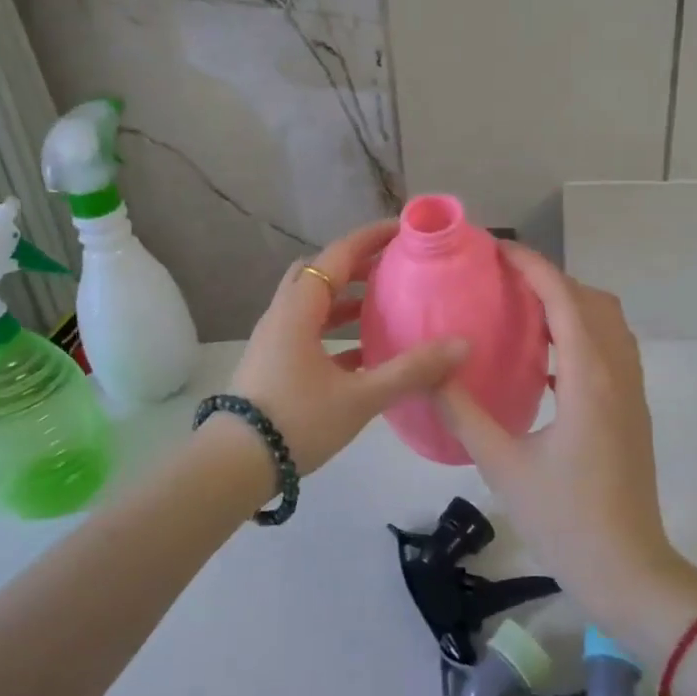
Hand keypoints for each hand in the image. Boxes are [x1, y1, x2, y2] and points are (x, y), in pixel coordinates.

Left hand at [228, 220, 469, 474]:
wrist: (233, 466)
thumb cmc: (296, 421)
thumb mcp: (359, 397)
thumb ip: (411, 371)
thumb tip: (462, 345)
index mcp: (298, 309)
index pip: (336, 256)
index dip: (370, 238)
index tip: (403, 229)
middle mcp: (283, 316)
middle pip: (319, 274)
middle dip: (356, 265)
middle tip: (393, 266)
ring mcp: (275, 341)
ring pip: (313, 305)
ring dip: (346, 299)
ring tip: (384, 305)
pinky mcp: (274, 365)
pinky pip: (309, 333)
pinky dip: (336, 331)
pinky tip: (365, 353)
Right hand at [435, 246, 691, 623]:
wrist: (628, 570)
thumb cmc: (565, 519)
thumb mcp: (502, 465)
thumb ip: (463, 412)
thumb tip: (429, 370)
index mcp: (589, 378)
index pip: (563, 299)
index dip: (532, 267)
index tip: (496, 250)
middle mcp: (618, 373)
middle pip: (591, 301)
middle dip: (550, 279)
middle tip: (502, 280)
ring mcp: (631, 391)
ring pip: (607, 323)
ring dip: (569, 304)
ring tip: (522, 309)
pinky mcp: (632, 410)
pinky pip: (610, 349)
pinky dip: (580, 333)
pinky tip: (544, 358)